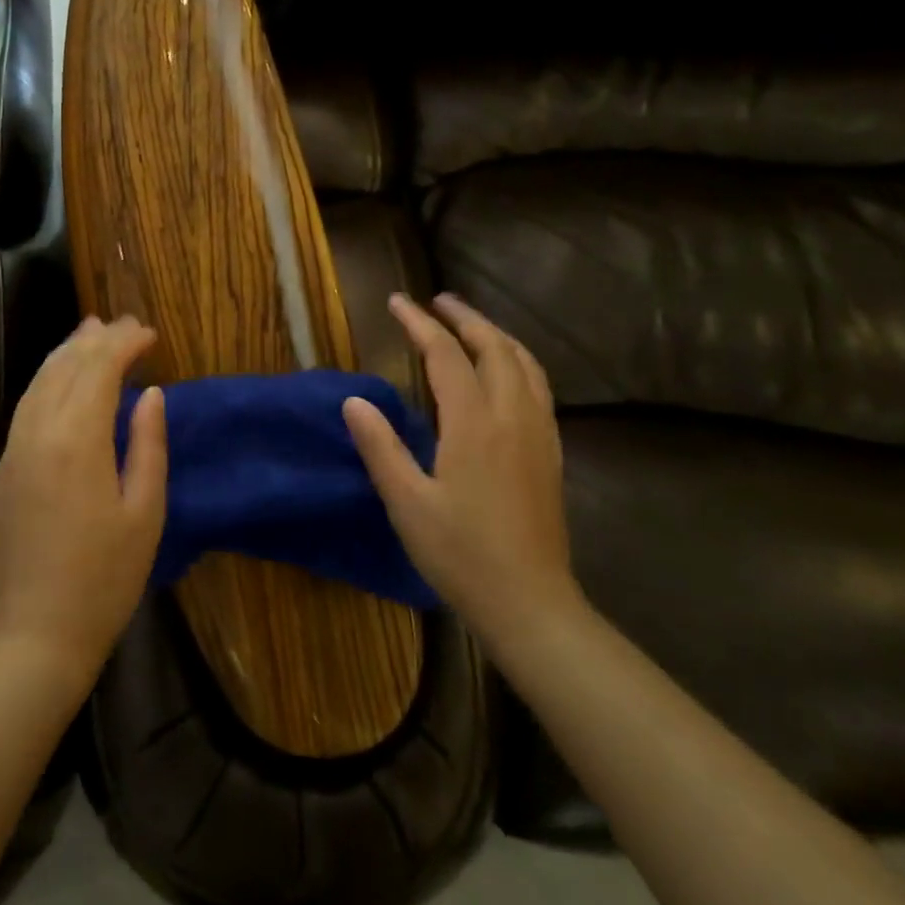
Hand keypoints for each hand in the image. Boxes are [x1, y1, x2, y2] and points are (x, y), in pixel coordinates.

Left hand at [0, 316, 167, 687]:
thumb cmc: (105, 578)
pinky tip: (61, 377)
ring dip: (67, 351)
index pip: (99, 369)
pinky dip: (47, 378)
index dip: (124, 344)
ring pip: (39, 381)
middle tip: (126, 323)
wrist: (36, 633)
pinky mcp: (4, 468)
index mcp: (78, 440)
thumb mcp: (145, 512)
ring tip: (91, 330)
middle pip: (66, 366)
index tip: (149, 333)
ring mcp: (15, 449)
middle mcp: (39, 433)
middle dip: (97, 338)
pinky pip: (26, 404)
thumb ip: (148, 445)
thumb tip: (151, 395)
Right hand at [342, 293, 576, 631]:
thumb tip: (354, 400)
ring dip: (496, 335)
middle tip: (437, 301)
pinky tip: (507, 373)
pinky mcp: (550, 452)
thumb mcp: (406, 503)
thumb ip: (380, 447)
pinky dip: (518, 361)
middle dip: (465, 317)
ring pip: (524, 363)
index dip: (419, 324)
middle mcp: (512, 416)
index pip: (445, 355)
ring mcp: (538, 433)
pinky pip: (538, 387)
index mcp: (473, 424)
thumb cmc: (461, 554)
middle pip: (494, 347)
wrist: (530, 603)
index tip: (398, 301)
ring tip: (471, 325)